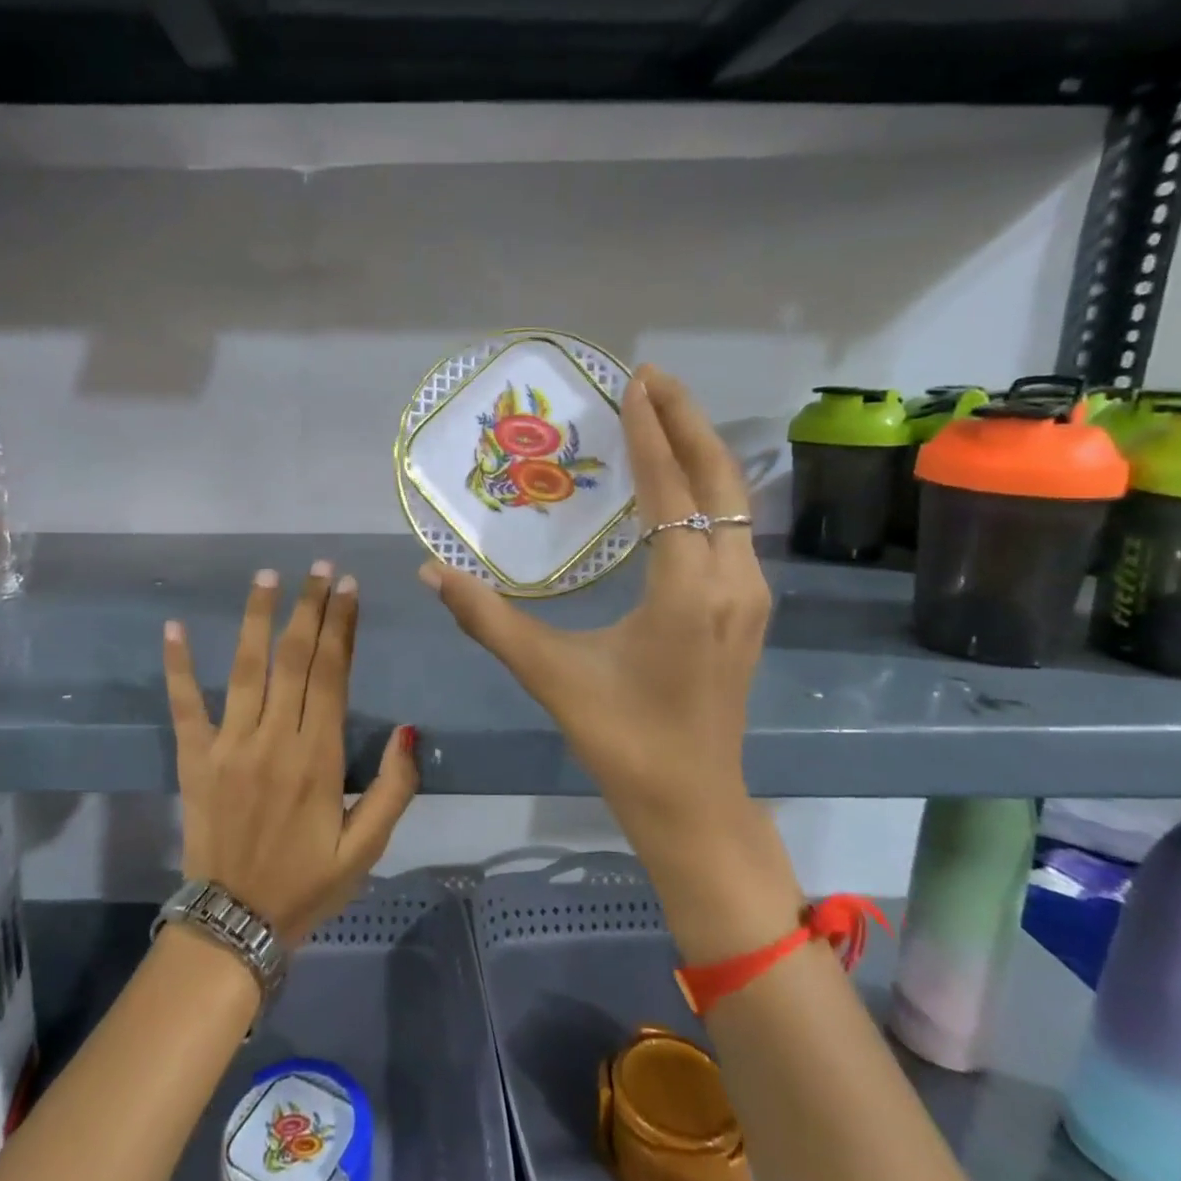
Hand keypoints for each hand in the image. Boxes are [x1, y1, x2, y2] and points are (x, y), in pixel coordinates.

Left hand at [163, 563, 420, 945]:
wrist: (234, 925)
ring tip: (267, 576)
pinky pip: (185, 704)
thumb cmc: (308, 885)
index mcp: (318, 757)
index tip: (349, 587)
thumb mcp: (367, 849)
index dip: (342, 626)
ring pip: (246, 667)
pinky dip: (178, 666)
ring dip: (257, 618)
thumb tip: (409, 730)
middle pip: (295, 659)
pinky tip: (174, 627)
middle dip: (310, 608)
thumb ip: (394, 789)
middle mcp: (274, 739)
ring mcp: (229, 745)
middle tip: (319, 567)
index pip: (333, 674)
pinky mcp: (195, 758)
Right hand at [421, 366, 801, 960]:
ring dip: (701, 452)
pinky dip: (708, 490)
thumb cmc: (621, 738)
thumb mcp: (548, 673)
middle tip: (653, 377)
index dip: (650, 433)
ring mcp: (750, 595)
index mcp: (685, 591)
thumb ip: (487, 619)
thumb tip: (429, 572)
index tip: (634, 382)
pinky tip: (680, 482)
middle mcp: (732, 581)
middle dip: (688, 421)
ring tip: (664, 413)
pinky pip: (734, 528)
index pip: (670, 490)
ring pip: (734, 503)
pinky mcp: (750, 609)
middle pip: (719, 480)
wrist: (692, 803)